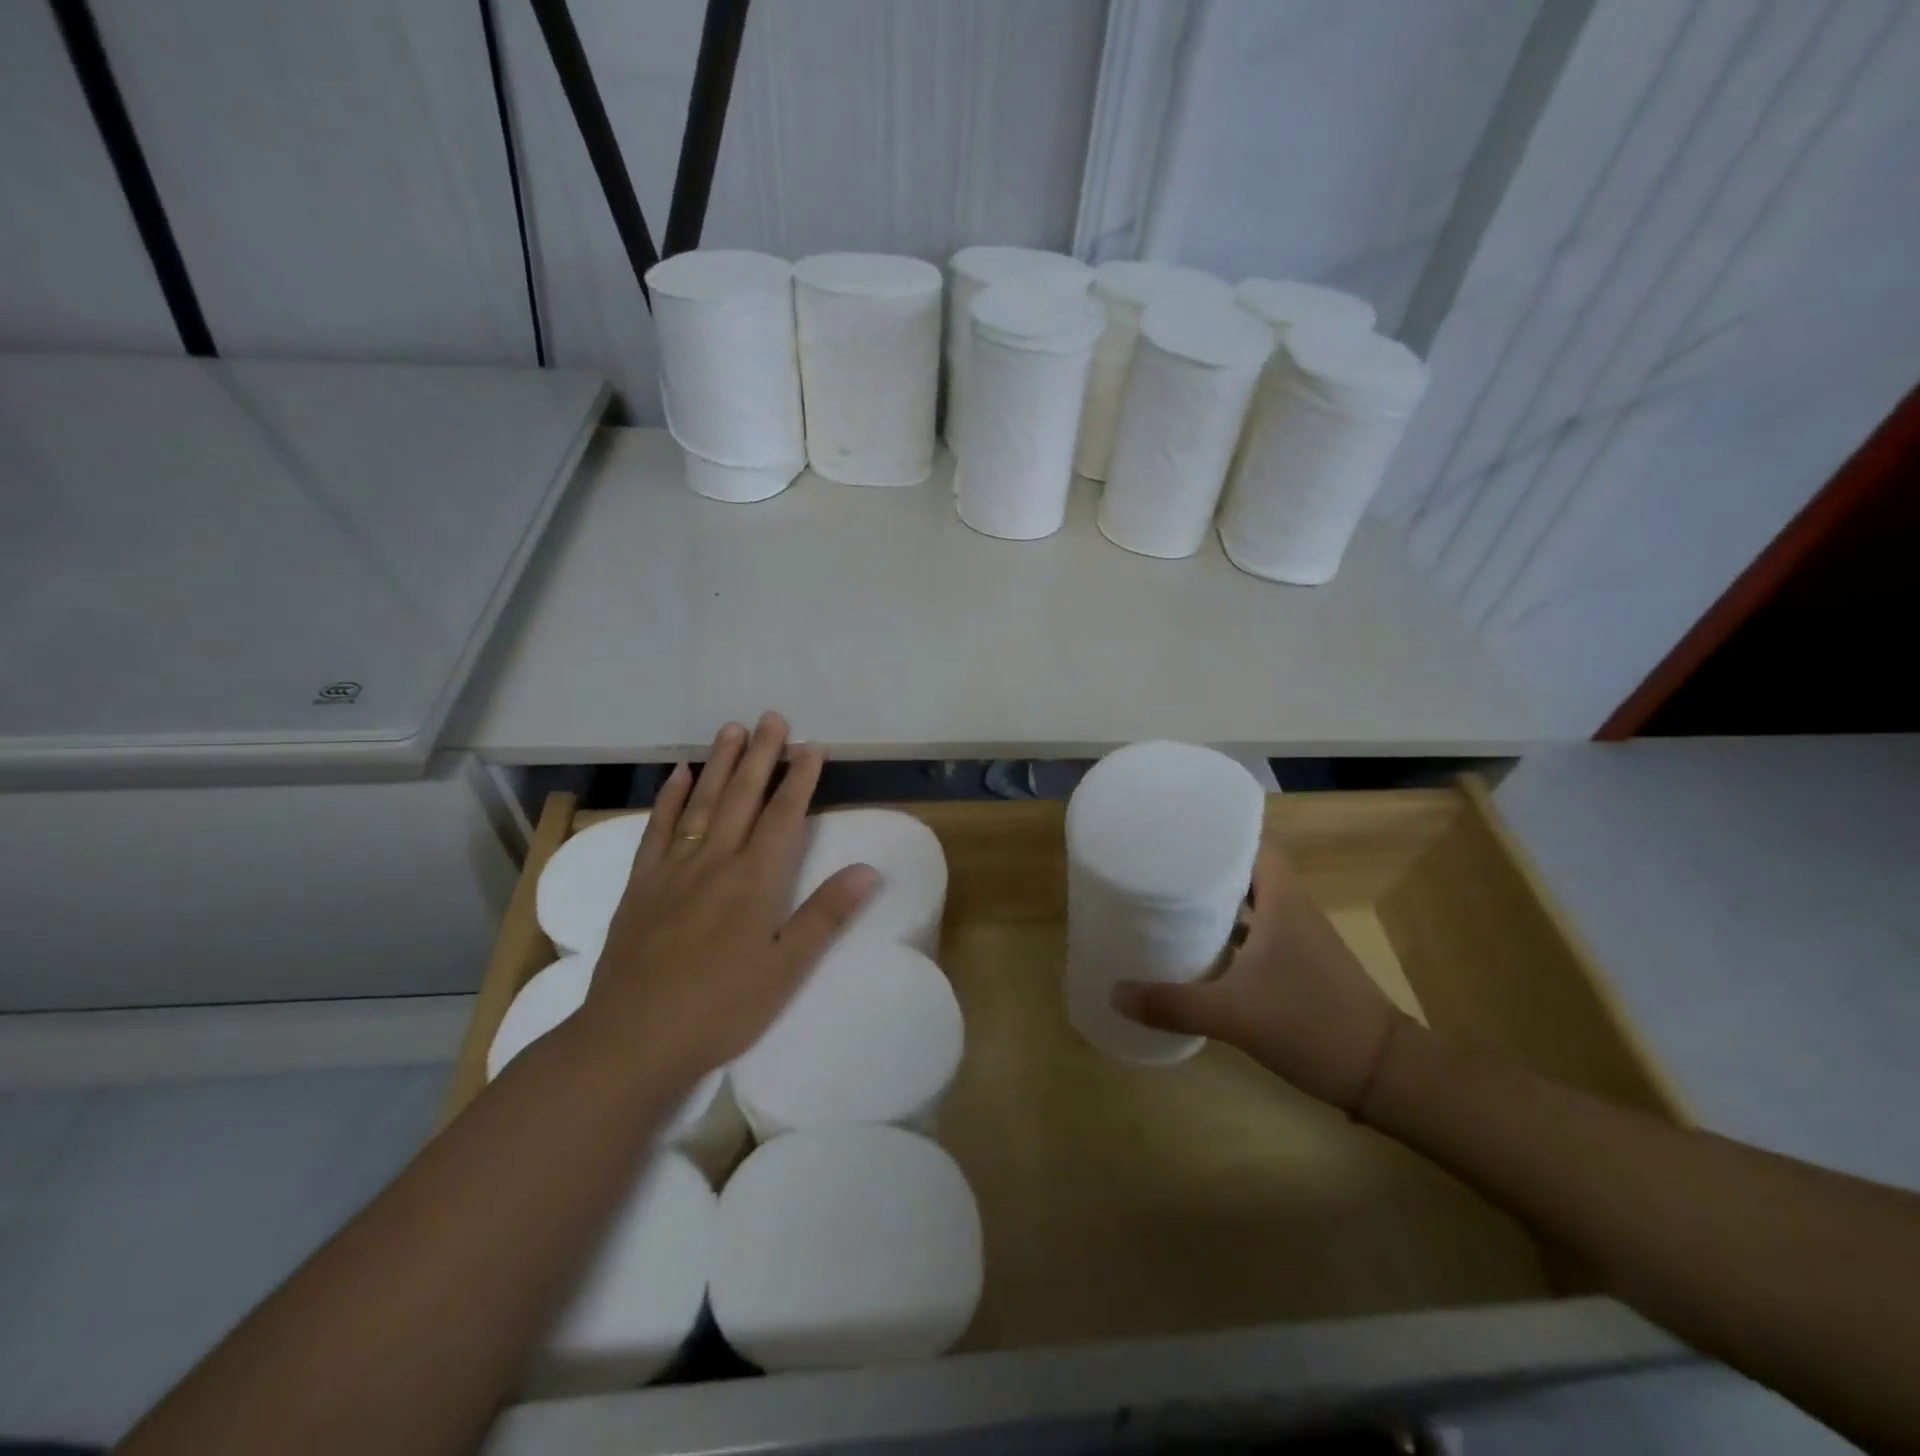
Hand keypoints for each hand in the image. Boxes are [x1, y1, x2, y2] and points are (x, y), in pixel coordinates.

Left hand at [579, 713, 876, 1092]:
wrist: (632, 1038)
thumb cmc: (720, 1008)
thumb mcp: (785, 970)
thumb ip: (825, 915)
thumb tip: (868, 870)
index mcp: (754, 881)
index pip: (783, 816)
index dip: (799, 780)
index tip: (812, 747)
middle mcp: (715, 861)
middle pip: (742, 797)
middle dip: (762, 755)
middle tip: (773, 717)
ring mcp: (673, 868)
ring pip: (701, 802)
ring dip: (720, 763)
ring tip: (733, 728)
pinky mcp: (641, 883)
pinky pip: (658, 828)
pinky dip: (669, 797)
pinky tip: (678, 774)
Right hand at [1111, 837, 1406, 1111]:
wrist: (1383, 1073)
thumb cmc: (1309, 1022)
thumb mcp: (1232, 1015)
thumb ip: (1171, 1004)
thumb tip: (1115, 994)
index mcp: (1281, 900)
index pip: (1252, 842)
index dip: (1218, 830)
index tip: (1177, 827)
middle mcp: (1291, 909)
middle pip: (1246, 870)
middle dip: (1206, 865)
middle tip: (1159, 861)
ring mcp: (1298, 939)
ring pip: (1252, 904)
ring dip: (1218, 900)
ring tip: (1170, 897)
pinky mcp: (1300, 966)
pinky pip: (1257, 934)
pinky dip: (1230, 934)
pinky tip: (1200, 949)